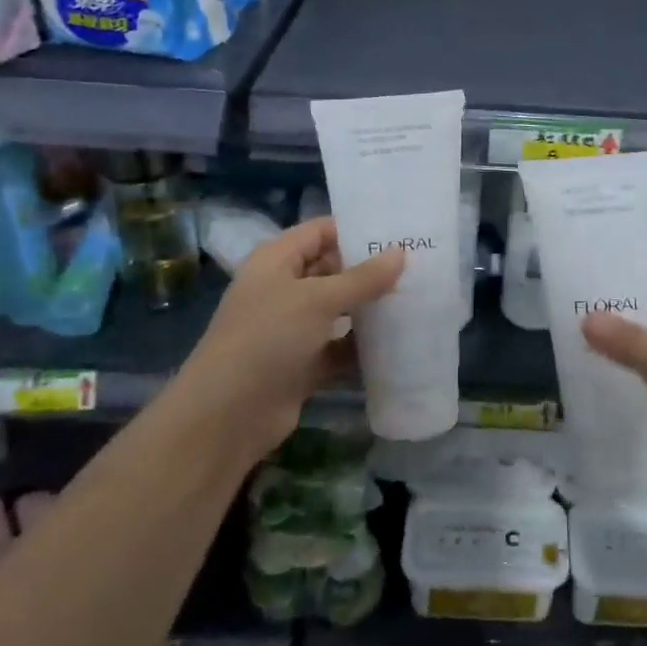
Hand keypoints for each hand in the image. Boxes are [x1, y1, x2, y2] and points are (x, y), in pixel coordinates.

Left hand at [171, 217, 403, 465]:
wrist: (227, 416)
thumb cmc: (267, 339)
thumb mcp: (317, 300)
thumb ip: (362, 278)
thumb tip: (401, 252)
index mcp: (276, 261)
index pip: (321, 231)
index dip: (356, 229)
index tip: (400, 232)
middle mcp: (283, 289)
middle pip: (332, 269)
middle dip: (370, 270)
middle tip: (419, 265)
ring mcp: (292, 328)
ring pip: (339, 310)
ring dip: (370, 308)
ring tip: (418, 297)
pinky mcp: (302, 364)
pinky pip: (339, 346)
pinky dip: (362, 345)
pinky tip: (399, 340)